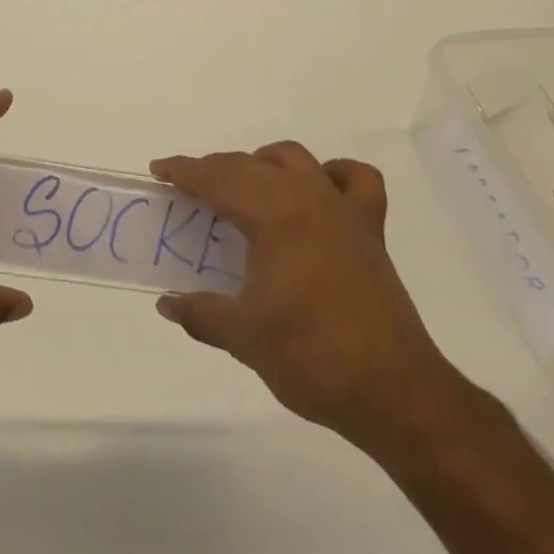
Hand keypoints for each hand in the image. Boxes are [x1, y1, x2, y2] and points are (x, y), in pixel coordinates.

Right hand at [150, 143, 478, 464]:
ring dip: (262, 164)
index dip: (185, 171)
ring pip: (295, 160)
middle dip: (214, 169)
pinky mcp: (370, 230)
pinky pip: (355, 180)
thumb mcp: (243, 337)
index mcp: (275, 215)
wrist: (394, 393)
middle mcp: (308, 198)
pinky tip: (314, 193)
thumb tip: (167, 303)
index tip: (159, 170)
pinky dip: (331, 174)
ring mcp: (343, 211)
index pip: (219, 179)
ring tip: (242, 190)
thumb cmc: (311, 358)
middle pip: (250, 166)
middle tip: (187, 190)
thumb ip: (199, 313)